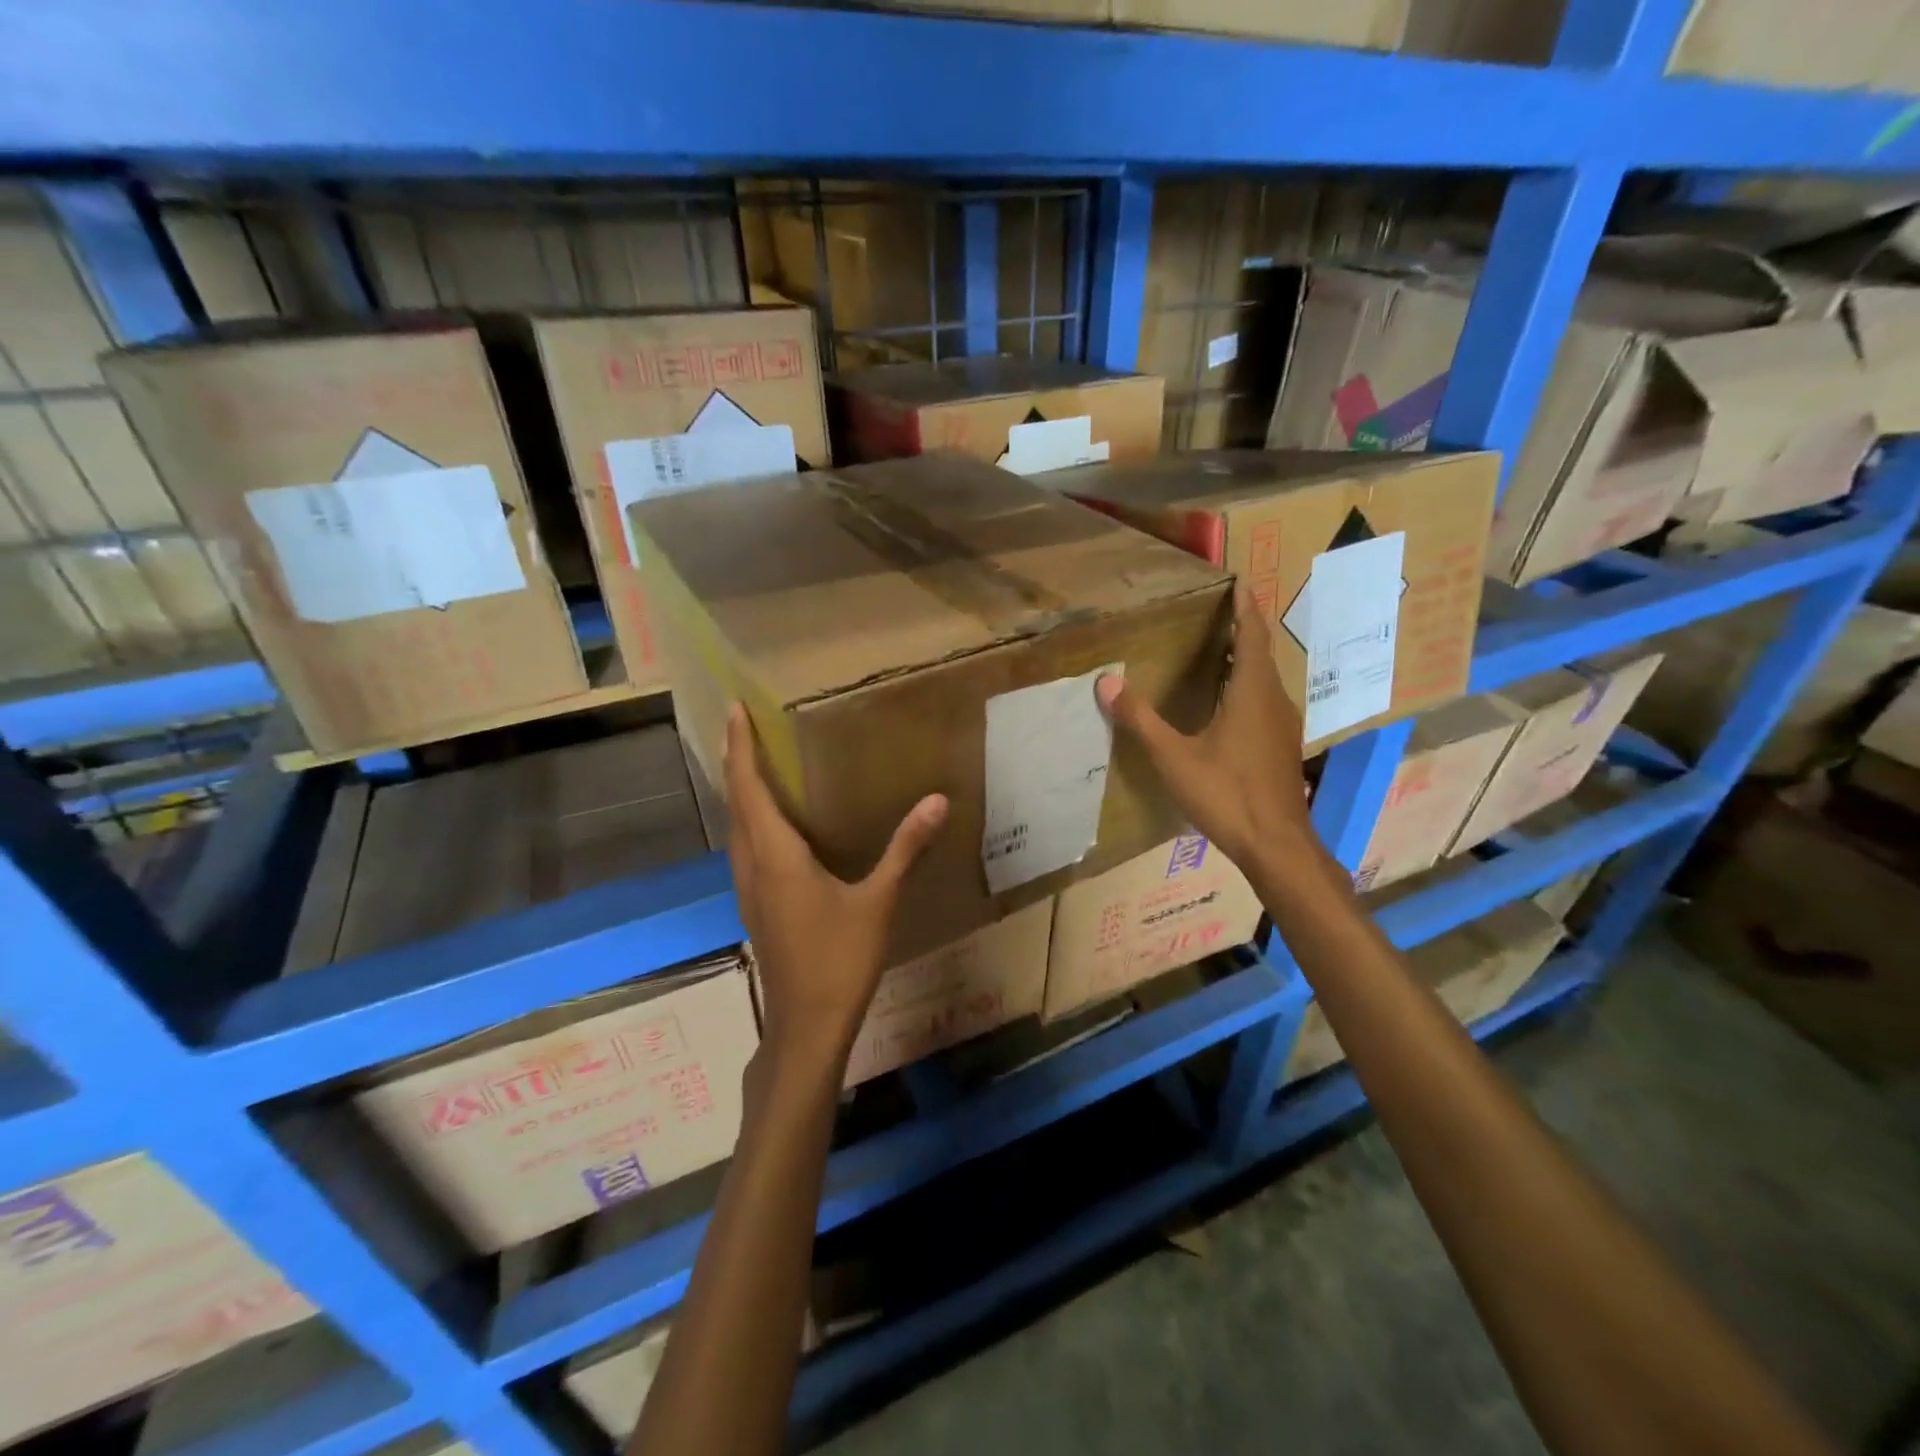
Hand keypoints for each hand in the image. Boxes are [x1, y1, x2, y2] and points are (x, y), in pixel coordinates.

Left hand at [723, 704, 948, 1067]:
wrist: (806, 1026)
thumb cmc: (839, 960)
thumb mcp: (879, 901)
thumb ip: (905, 849)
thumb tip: (937, 800)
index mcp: (776, 856)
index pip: (750, 789)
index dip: (740, 748)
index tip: (733, 710)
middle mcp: (753, 866)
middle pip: (736, 804)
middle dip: (737, 762)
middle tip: (743, 727)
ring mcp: (750, 890)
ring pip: (736, 828)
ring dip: (740, 792)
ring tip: (753, 765)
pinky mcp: (757, 907)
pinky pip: (744, 848)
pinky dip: (749, 820)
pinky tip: (770, 826)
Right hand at [1097, 584, 1312, 870]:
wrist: (1276, 845)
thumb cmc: (1226, 794)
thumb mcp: (1174, 757)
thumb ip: (1141, 719)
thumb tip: (1106, 681)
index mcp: (1252, 693)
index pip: (1252, 637)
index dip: (1245, 608)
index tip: (1241, 583)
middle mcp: (1274, 702)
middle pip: (1261, 656)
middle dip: (1243, 632)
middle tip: (1218, 615)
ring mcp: (1283, 727)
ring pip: (1265, 682)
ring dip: (1246, 662)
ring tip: (1219, 653)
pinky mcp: (1282, 749)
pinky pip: (1266, 703)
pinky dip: (1248, 689)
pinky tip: (1228, 707)